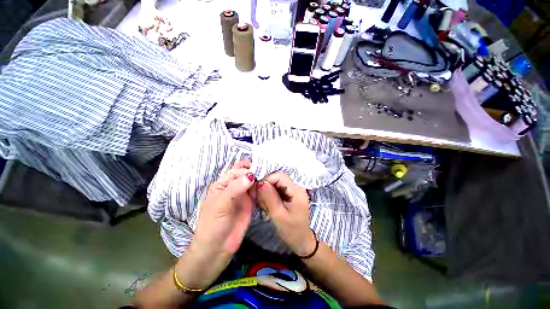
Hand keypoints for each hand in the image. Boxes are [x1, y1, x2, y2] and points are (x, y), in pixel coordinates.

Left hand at [175, 159, 254, 288]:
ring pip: (251, 182)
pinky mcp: (250, 203)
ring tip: (269, 175)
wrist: (217, 248)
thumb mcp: (221, 204)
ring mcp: (242, 195)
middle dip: (253, 171)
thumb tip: (251, 175)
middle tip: (265, 169)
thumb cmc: (213, 224)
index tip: (255, 173)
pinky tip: (267, 185)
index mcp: (222, 185)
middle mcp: (233, 187)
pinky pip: (256, 192)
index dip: (245, 171)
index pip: (235, 172)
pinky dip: (261, 187)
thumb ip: (235, 188)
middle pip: (244, 175)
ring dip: (259, 178)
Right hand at [256, 173, 315, 256]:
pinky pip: (277, 189)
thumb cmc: (291, 231)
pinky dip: (270, 195)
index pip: (280, 176)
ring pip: (276, 183)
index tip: (257, 191)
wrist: (301, 241)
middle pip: (277, 178)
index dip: (267, 180)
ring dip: (267, 192)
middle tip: (261, 202)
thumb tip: (261, 182)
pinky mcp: (290, 194)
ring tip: (265, 206)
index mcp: (297, 191)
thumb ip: (270, 197)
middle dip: (266, 187)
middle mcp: (296, 187)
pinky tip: (268, 205)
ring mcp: (294, 190)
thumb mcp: (279, 215)